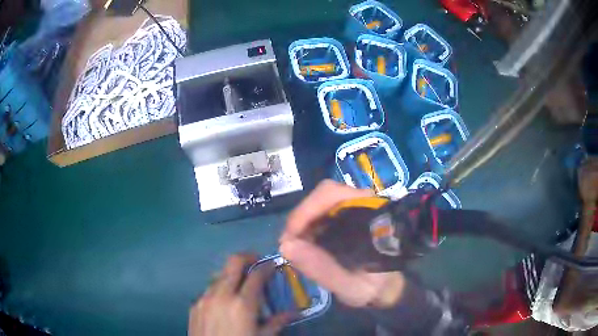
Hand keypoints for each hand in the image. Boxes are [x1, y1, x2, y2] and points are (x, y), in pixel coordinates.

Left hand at [188, 254, 289, 335]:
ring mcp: (204, 298)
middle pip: (233, 263)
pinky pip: (209, 289)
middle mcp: (221, 295)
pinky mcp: (194, 304)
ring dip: (232, 275)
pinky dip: (220, 289)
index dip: (267, 267)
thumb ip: (276, 322)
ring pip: (220, 275)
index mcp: (242, 304)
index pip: (256, 275)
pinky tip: (224, 303)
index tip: (273, 265)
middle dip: (247, 257)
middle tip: (257, 263)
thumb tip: (294, 313)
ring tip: (241, 286)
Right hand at [280, 180, 405, 307]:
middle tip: (288, 244)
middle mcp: (364, 205)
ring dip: (302, 223)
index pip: (334, 194)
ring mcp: (355, 209)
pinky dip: (307, 228)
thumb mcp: (349, 286)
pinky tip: (303, 245)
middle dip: (301, 217)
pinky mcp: (346, 218)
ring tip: (293, 247)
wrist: (384, 290)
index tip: (290, 238)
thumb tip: (285, 246)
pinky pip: (321, 214)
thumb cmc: (372, 287)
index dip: (307, 210)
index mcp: (371, 215)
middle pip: (325, 195)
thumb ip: (322, 269)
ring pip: (321, 203)